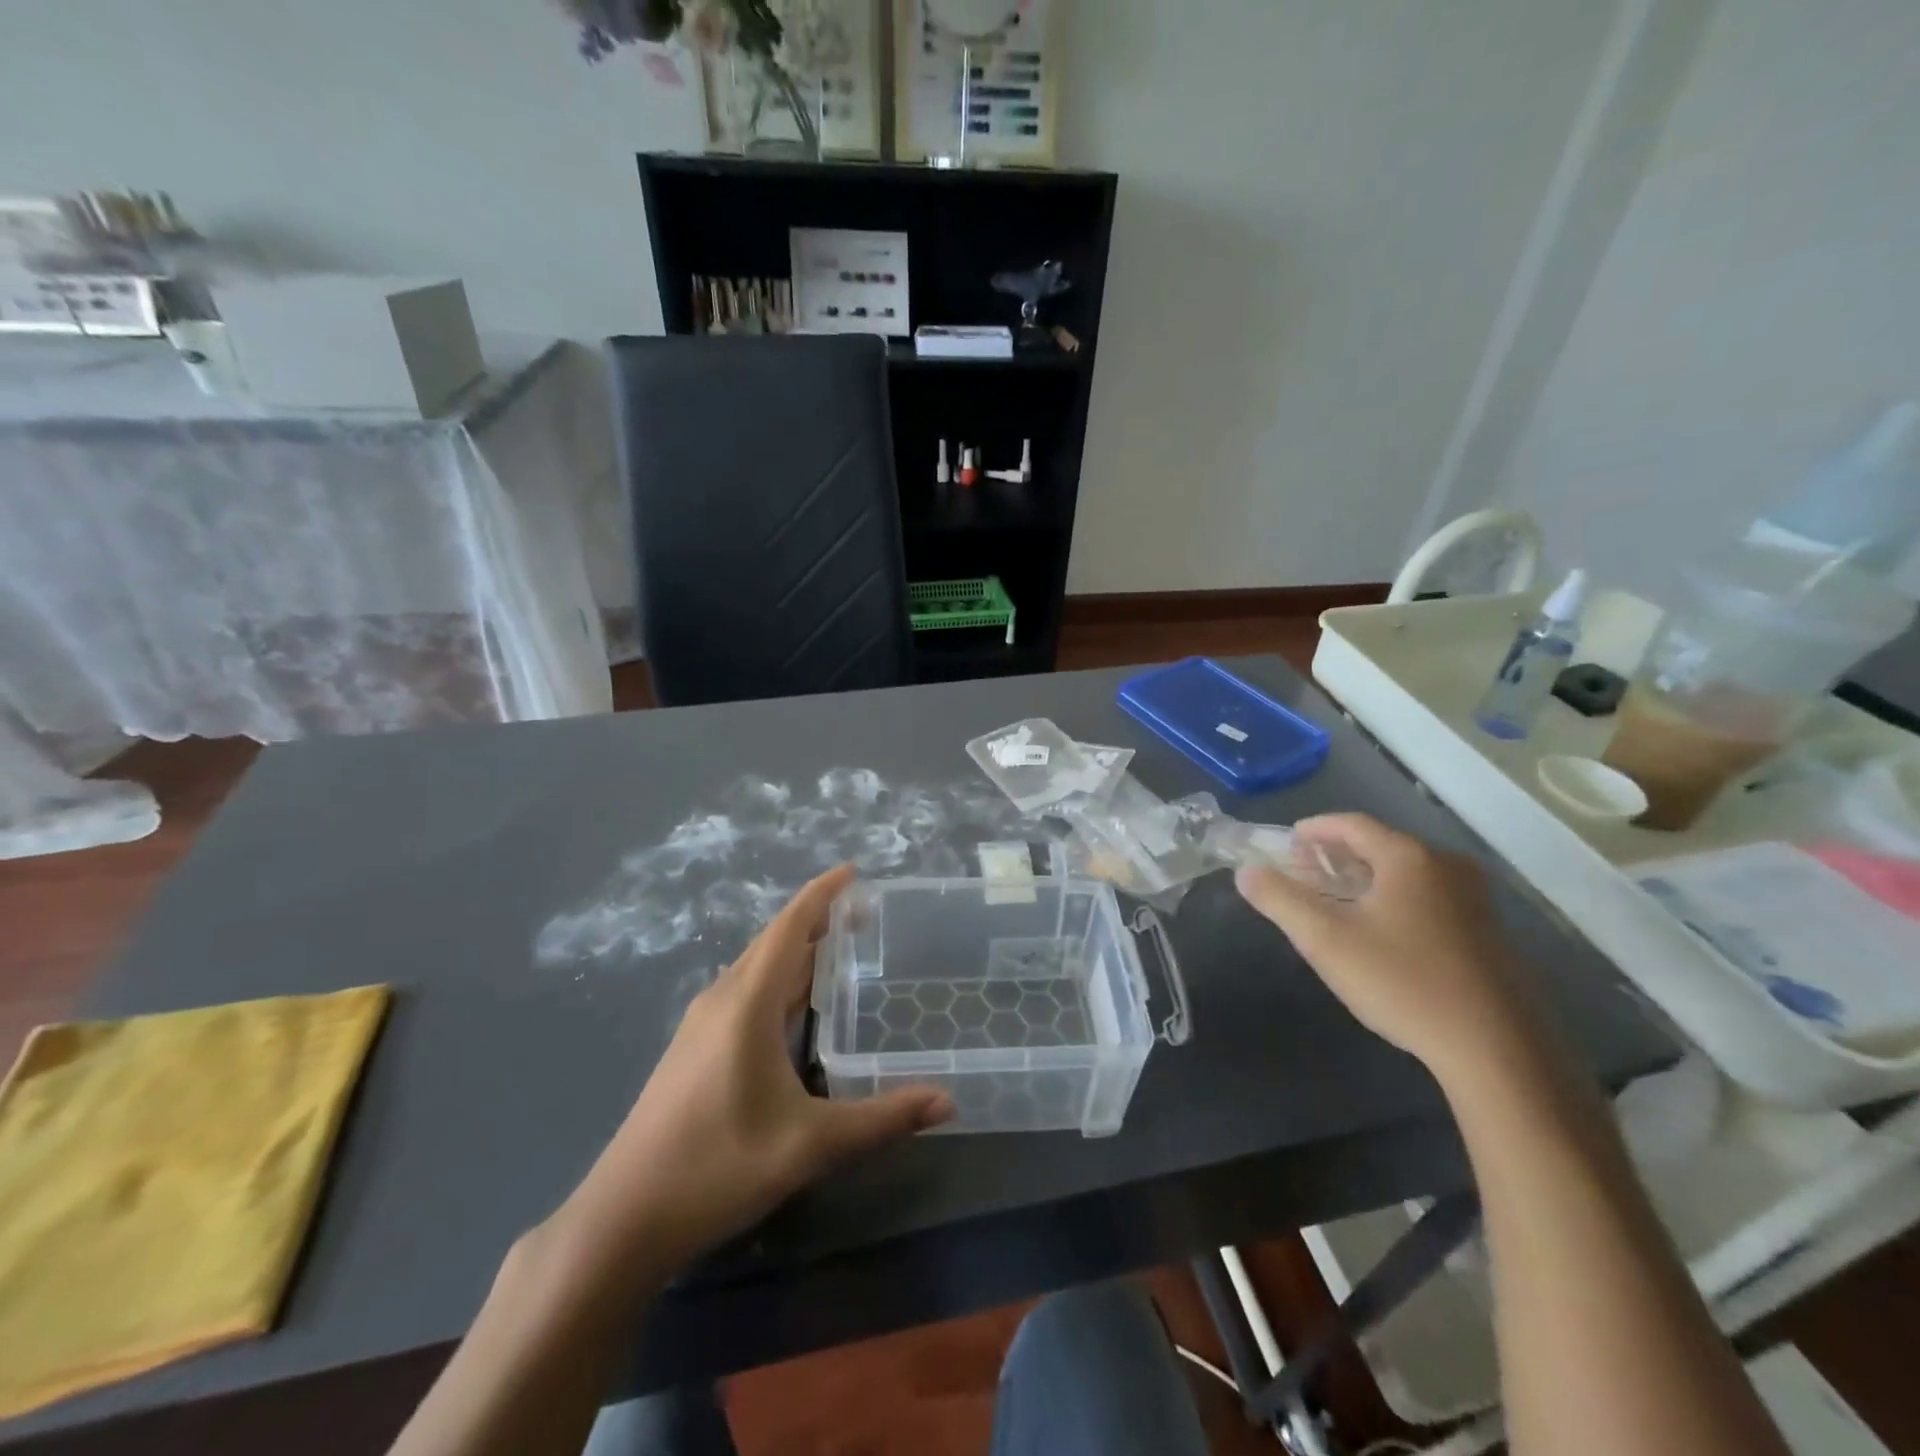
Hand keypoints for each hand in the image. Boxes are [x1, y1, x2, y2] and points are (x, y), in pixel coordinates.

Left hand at [554, 866, 952, 1278]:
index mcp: (747, 1003)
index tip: (854, 872)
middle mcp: (722, 1000)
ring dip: (797, 950)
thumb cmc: (717, 1168)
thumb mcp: (810, 1145)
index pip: (789, 928)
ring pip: (757, 967)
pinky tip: (798, 1005)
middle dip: (818, 920)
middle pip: (774, 941)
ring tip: (840, 947)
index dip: (821, 894)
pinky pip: (745, 991)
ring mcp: (702, 1024)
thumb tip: (948, 1103)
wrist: (623, 1218)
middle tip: (866, 915)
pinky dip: (779, 978)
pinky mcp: (694, 1047)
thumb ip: (882, 1119)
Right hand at [1234, 813, 1545, 1079]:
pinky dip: (1393, 898)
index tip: (1286, 843)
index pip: (1351, 823)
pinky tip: (1379, 931)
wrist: (1497, 1049)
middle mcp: (1446, 866)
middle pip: (1380, 844)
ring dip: (1365, 877)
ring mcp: (1474, 899)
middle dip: (1336, 854)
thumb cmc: (1402, 982)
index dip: (1313, 829)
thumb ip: (1280, 899)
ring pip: (1406, 872)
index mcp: (1408, 857)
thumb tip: (1247, 872)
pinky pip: (1428, 896)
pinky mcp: (1487, 932)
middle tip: (1303, 873)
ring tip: (1335, 900)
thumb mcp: (1325, 940)